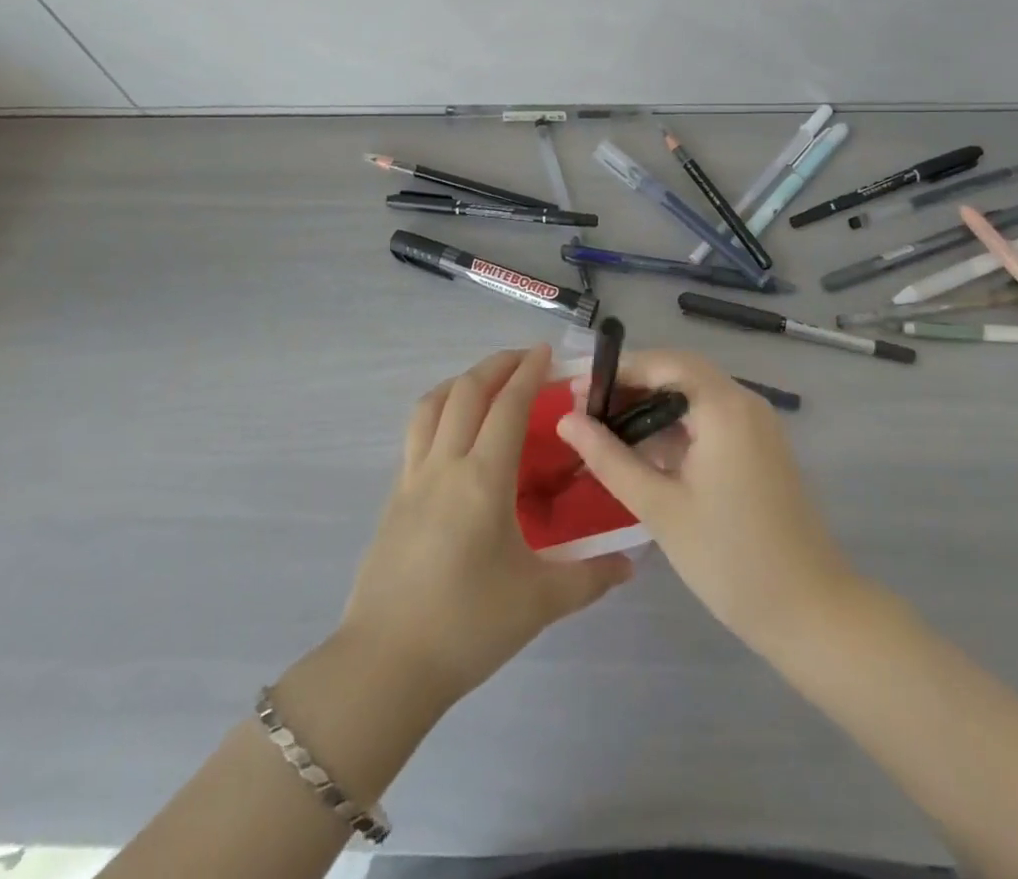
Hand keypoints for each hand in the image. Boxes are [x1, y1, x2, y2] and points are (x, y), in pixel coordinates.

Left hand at [338, 345, 633, 710]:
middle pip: (466, 391)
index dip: (529, 372)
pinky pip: (416, 433)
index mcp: (483, 479)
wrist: (386, 665)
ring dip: (460, 382)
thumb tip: (631, 562)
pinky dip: (438, 412)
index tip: (546, 351)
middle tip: (524, 359)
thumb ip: (590, 577)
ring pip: (431, 405)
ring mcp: (412, 478)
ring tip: (485, 384)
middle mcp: (445, 465)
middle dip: (496, 365)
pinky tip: (453, 435)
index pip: (508, 406)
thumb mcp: (539, 602)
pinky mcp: (394, 497)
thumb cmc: (467, 626)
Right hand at [556, 349, 855, 652]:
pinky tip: (645, 454)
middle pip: (680, 374)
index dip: (618, 371)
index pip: (664, 363)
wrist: (810, 612)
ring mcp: (757, 426)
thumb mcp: (659, 507)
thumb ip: (609, 458)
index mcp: (724, 407)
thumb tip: (567, 420)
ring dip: (653, 408)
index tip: (577, 392)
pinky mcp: (760, 449)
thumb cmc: (729, 558)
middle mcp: (745, 403)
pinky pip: (711, 420)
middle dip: (632, 387)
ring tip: (606, 433)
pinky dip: (677, 428)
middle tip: (587, 412)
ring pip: (695, 397)